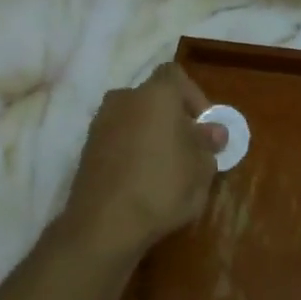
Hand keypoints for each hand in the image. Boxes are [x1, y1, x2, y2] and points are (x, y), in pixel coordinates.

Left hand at [61, 63, 224, 256]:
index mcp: (155, 94)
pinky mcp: (86, 149)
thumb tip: (213, 131)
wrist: (104, 224)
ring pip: (133, 119)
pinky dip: (131, 151)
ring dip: (150, 135)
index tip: (204, 126)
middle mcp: (124, 99)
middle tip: (188, 148)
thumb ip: (208, 144)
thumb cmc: (162, 187)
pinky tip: (141, 180)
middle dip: (172, 118)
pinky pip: (117, 139)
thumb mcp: (201, 169)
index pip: (175, 75)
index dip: (194, 96)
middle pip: (153, 98)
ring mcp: (100, 123)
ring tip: (166, 168)